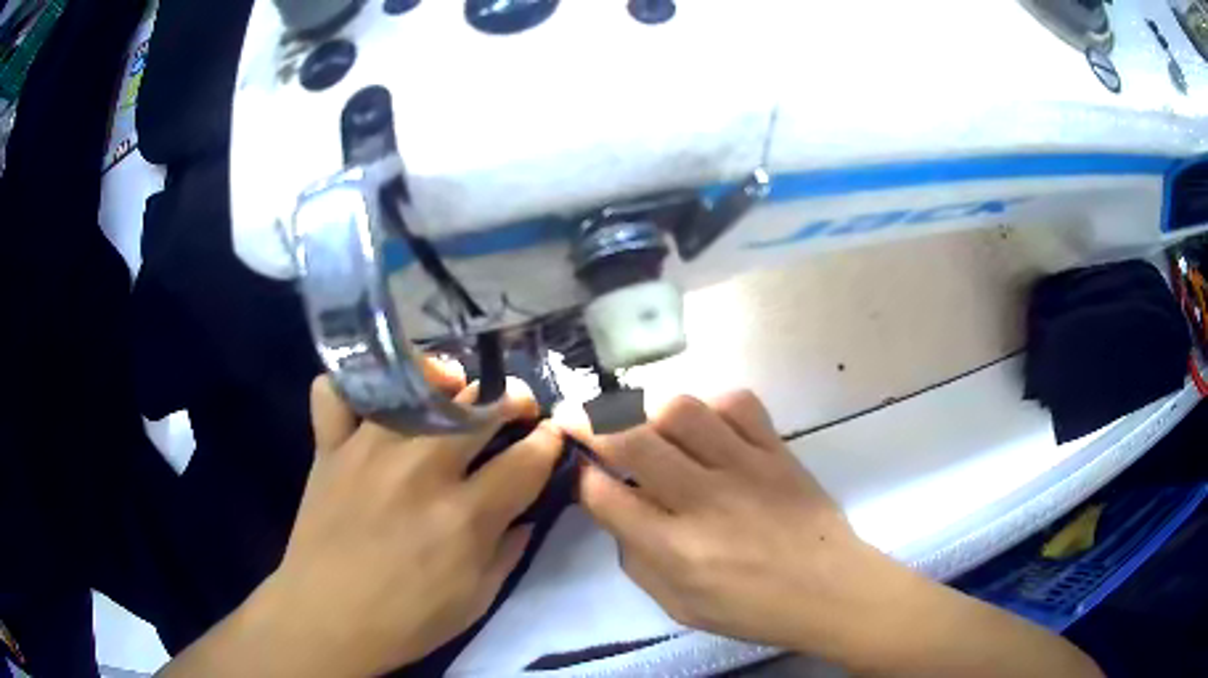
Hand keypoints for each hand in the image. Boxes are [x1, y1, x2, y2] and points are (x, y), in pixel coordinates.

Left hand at [247, 369, 562, 676]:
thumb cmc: (408, 619)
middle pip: (482, 408)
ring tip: (458, 394)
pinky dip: (358, 386)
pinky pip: (337, 391)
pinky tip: (380, 400)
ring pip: (420, 387)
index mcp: (464, 516)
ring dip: (453, 385)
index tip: (554, 436)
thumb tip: (529, 510)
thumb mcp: (479, 598)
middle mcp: (420, 469)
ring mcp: (368, 449)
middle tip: (519, 408)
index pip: (527, 459)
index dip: (550, 442)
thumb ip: (511, 548)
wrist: (326, 619)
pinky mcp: (330, 447)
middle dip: (514, 400)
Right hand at [566, 391, 888, 651]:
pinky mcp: (777, 450)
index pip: (605, 498)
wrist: (830, 589)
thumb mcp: (679, 607)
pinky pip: (738, 403)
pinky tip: (705, 423)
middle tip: (577, 418)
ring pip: (681, 411)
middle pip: (632, 441)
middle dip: (590, 423)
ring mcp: (745, 469)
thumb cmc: (753, 609)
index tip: (578, 469)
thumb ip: (637, 561)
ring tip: (641, 420)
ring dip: (647, 409)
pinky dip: (710, 404)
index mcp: (676, 552)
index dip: (581, 477)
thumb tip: (617, 511)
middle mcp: (704, 502)